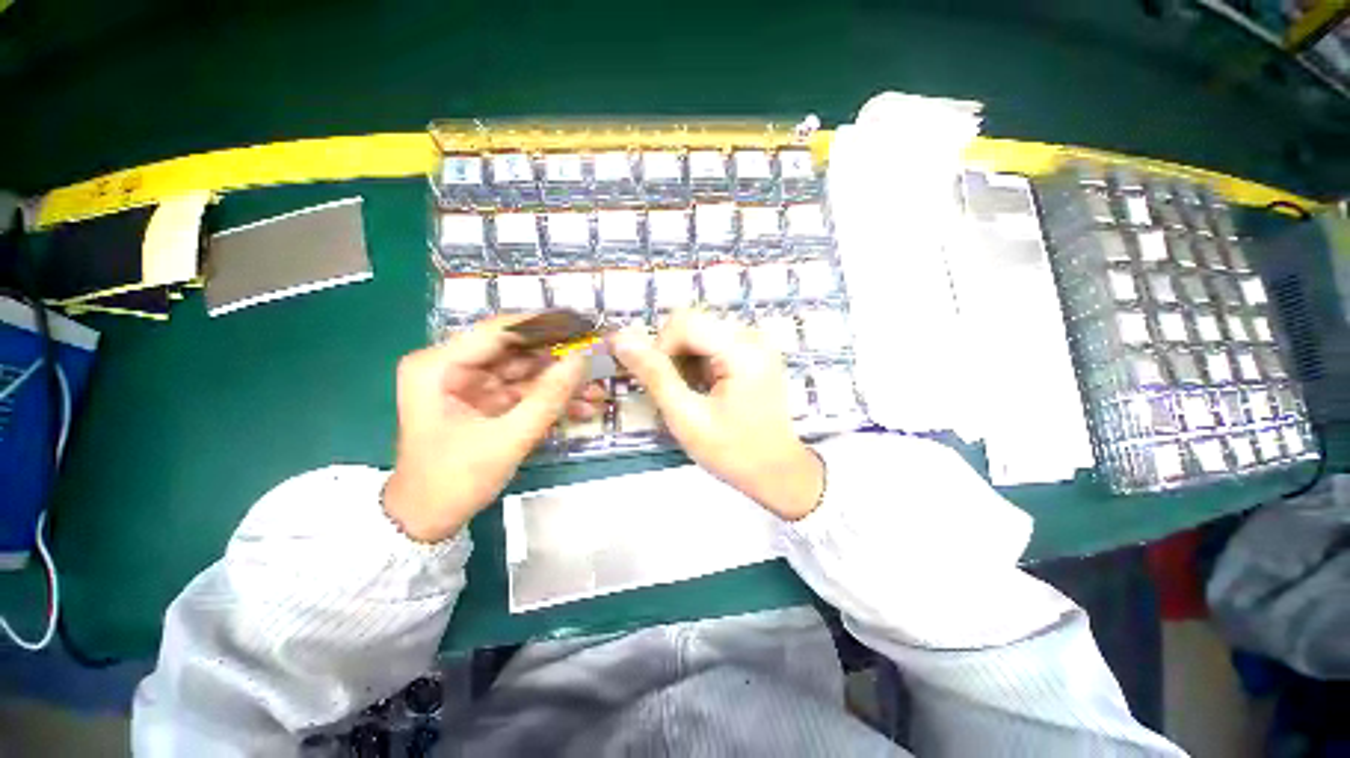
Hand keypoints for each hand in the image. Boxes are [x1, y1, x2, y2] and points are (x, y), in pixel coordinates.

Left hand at [384, 318, 603, 541]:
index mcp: (438, 366)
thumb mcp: (507, 439)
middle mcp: (453, 366)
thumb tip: (583, 359)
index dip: (545, 326)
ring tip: (597, 393)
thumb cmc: (454, 480)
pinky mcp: (487, 400)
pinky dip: (552, 400)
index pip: (499, 331)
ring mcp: (472, 384)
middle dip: (560, 361)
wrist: (428, 520)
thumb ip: (548, 397)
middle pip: (517, 351)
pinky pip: (525, 392)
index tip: (584, 326)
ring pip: (527, 372)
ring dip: (562, 384)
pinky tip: (582, 409)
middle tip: (597, 363)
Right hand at [611, 310, 824, 519]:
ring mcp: (757, 342)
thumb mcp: (686, 417)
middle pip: (692, 324)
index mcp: (742, 350)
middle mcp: (753, 336)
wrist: (778, 472)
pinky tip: (708, 388)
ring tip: (695, 394)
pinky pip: (714, 342)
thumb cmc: (733, 451)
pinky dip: (701, 363)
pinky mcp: (756, 351)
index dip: (660, 348)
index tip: (662, 383)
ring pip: (700, 333)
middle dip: (674, 356)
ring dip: (686, 360)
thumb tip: (620, 339)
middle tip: (677, 392)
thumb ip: (654, 375)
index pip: (683, 322)